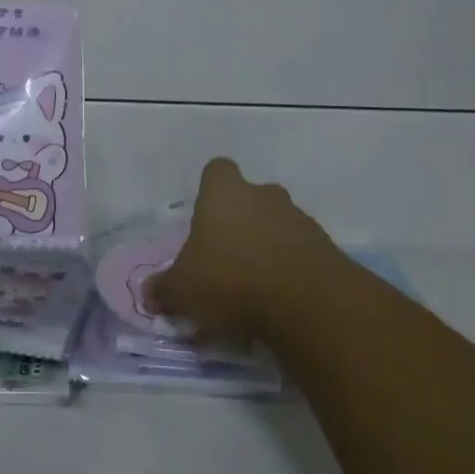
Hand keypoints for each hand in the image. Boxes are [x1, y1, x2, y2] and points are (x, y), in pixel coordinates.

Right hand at [144, 157, 336, 346]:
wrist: (308, 303)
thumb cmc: (231, 280)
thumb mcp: (182, 291)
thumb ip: (163, 290)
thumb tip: (148, 295)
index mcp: (224, 194)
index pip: (217, 170)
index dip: (210, 189)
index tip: (204, 216)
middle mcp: (263, 196)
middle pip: (251, 197)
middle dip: (241, 221)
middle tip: (226, 256)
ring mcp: (299, 219)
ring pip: (278, 224)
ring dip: (268, 246)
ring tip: (254, 286)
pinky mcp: (326, 249)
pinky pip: (301, 252)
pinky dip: (291, 269)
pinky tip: (280, 300)